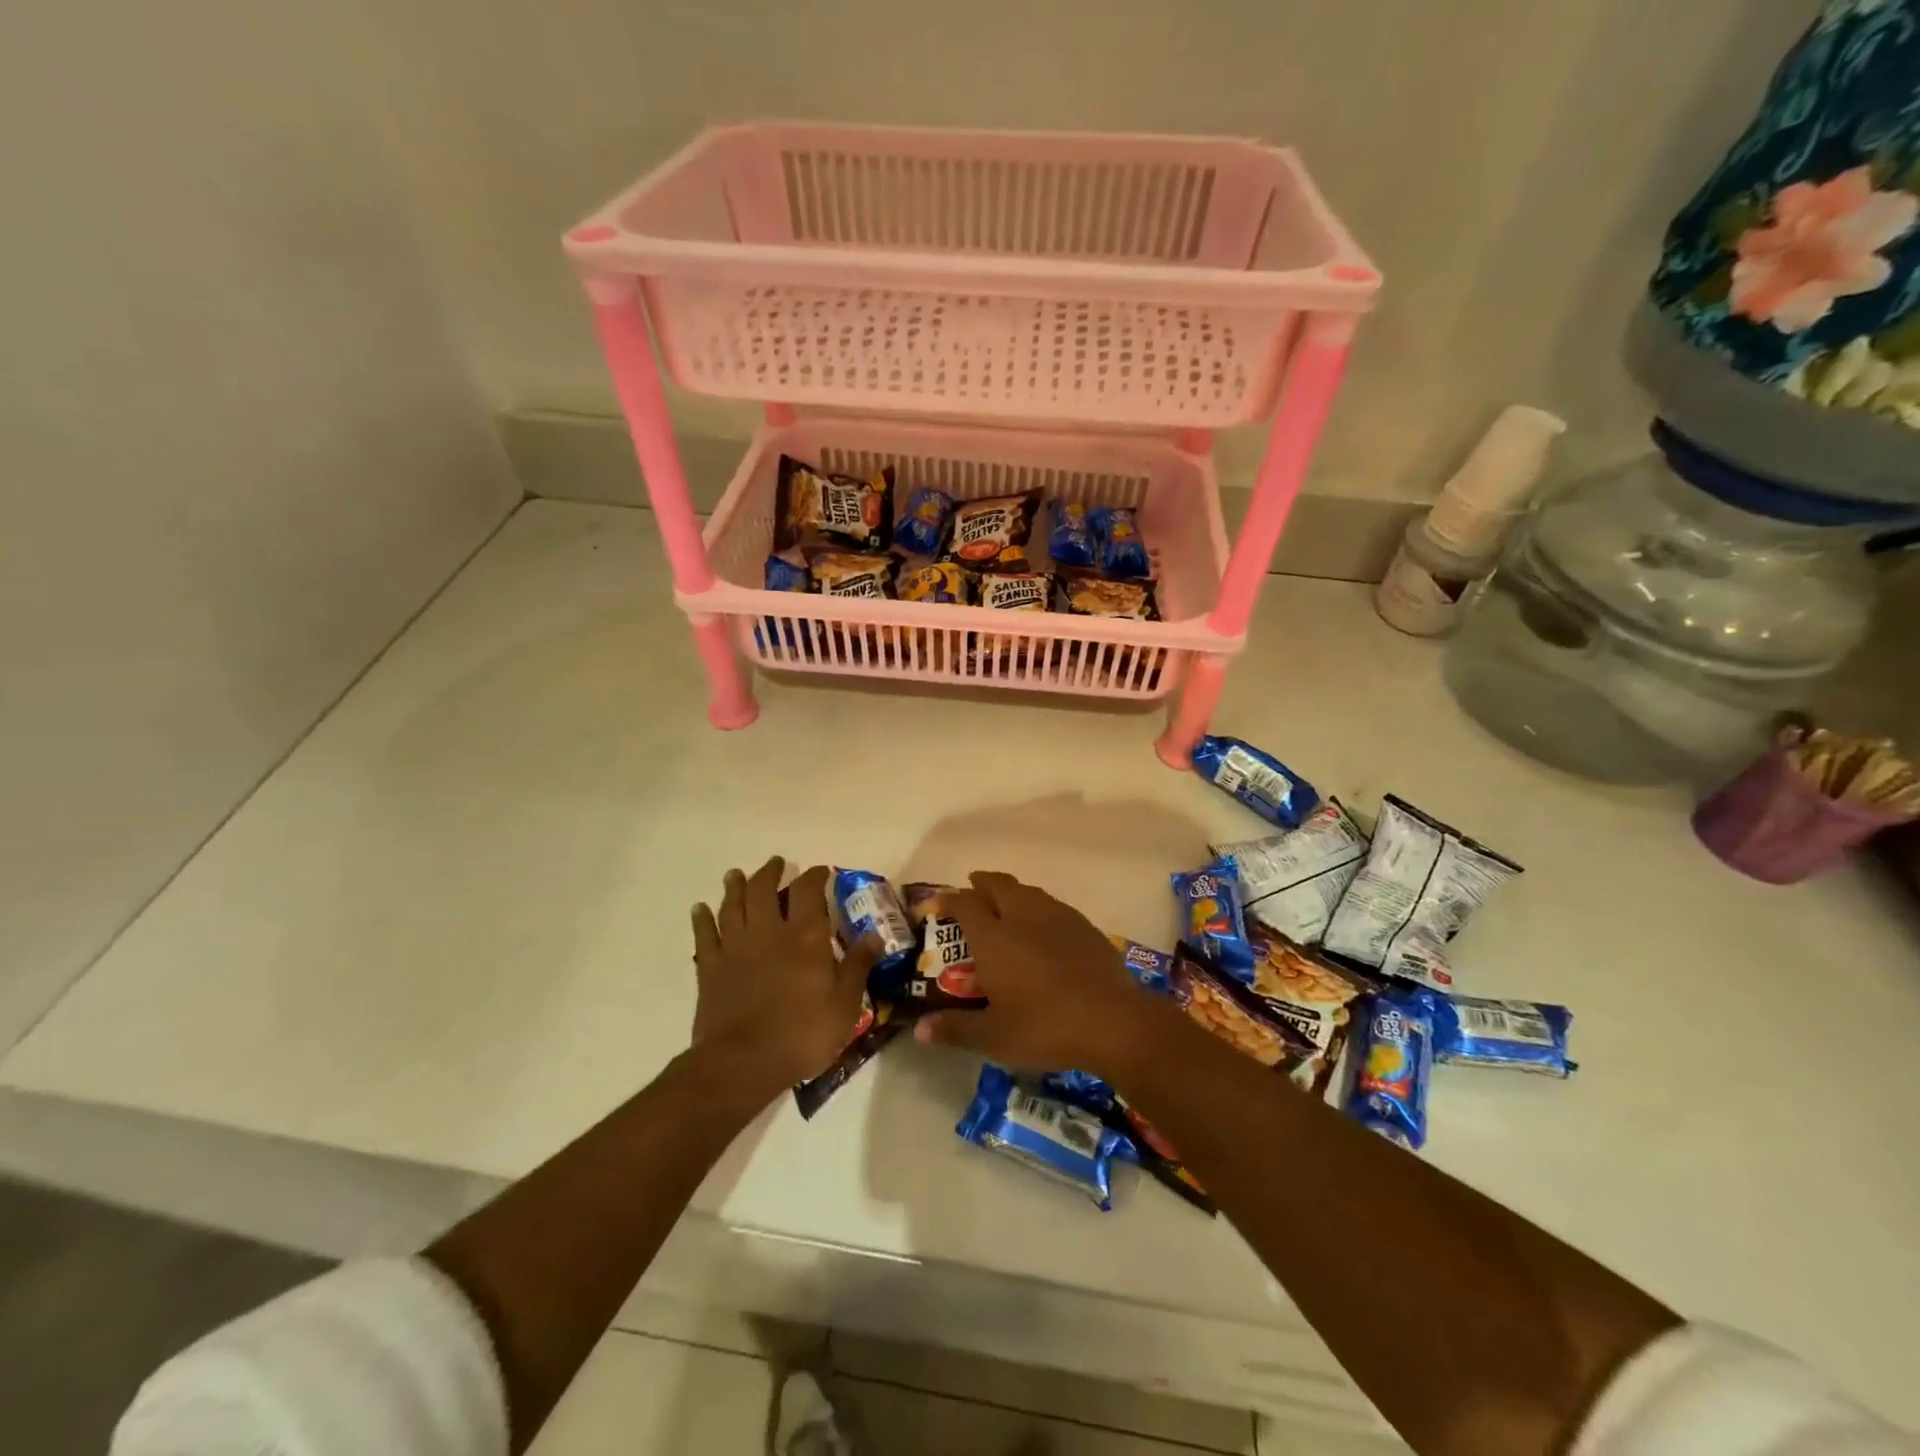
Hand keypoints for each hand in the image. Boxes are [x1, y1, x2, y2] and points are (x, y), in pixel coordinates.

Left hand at [691, 859, 876, 1095]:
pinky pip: (704, 935)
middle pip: (764, 890)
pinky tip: (700, 909)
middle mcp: (768, 932)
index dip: (814, 876)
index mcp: (805, 937)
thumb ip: (857, 965)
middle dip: (770, 872)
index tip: (820, 871)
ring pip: (732, 906)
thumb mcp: (845, 1004)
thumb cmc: (802, 1033)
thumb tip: (874, 935)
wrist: (743, 1062)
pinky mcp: (710, 968)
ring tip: (736, 875)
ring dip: (735, 887)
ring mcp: (735, 948)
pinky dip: (702, 919)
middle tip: (775, 864)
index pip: (808, 892)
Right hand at [913, 871, 1165, 1074]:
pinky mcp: (1084, 926)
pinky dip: (1038, 907)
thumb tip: (921, 1030)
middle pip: (998, 885)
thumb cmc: (1044, 1026)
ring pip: (1028, 891)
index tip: (936, 904)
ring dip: (1011, 891)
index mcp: (994, 937)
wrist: (1112, 1020)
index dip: (947, 900)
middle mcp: (1022, 916)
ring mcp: (1057, 917)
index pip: (964, 904)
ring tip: (1005, 903)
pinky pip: (1053, 905)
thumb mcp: (993, 1037)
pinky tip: (1043, 926)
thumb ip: (955, 1029)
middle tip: (972, 889)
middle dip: (981, 883)